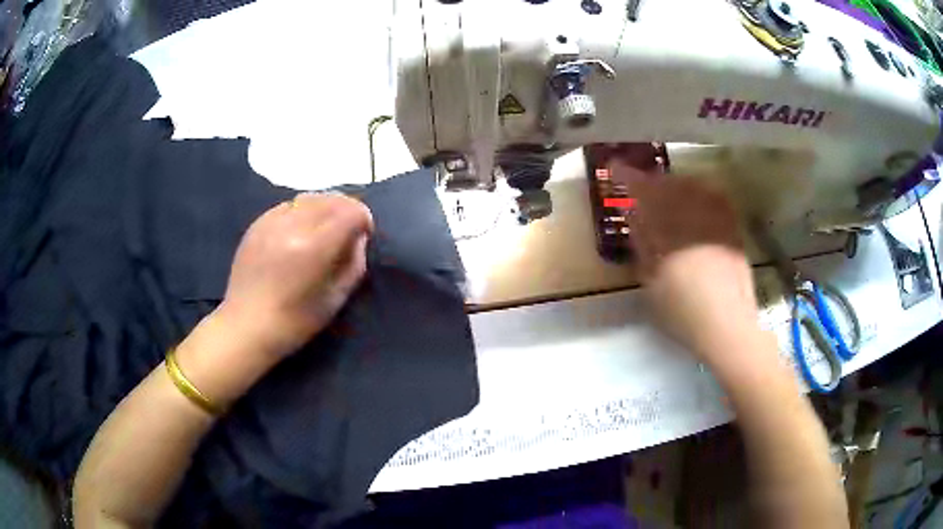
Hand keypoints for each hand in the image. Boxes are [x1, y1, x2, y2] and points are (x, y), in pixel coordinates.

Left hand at [218, 193, 373, 355]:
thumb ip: (353, 264)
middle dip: (347, 209)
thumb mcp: (335, 300)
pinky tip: (299, 231)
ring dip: (325, 207)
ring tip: (324, 228)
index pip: (350, 212)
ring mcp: (271, 222)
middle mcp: (292, 226)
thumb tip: (358, 239)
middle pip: (331, 199)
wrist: (247, 326)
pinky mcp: (257, 224)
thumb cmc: (295, 322)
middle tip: (348, 229)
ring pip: (309, 198)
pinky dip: (301, 211)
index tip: (364, 234)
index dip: (364, 219)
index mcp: (314, 247)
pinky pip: (287, 206)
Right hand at [614, 162, 763, 366]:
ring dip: (675, 184)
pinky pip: (716, 199)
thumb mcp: (652, 283)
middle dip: (652, 180)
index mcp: (670, 233)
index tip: (615, 168)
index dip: (629, 178)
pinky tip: (696, 197)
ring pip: (692, 188)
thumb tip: (635, 216)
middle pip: (669, 185)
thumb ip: (643, 246)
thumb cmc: (683, 312)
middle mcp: (695, 220)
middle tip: (639, 182)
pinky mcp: (732, 230)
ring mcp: (717, 222)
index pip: (645, 195)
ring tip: (666, 189)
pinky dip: (701, 192)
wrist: (727, 326)